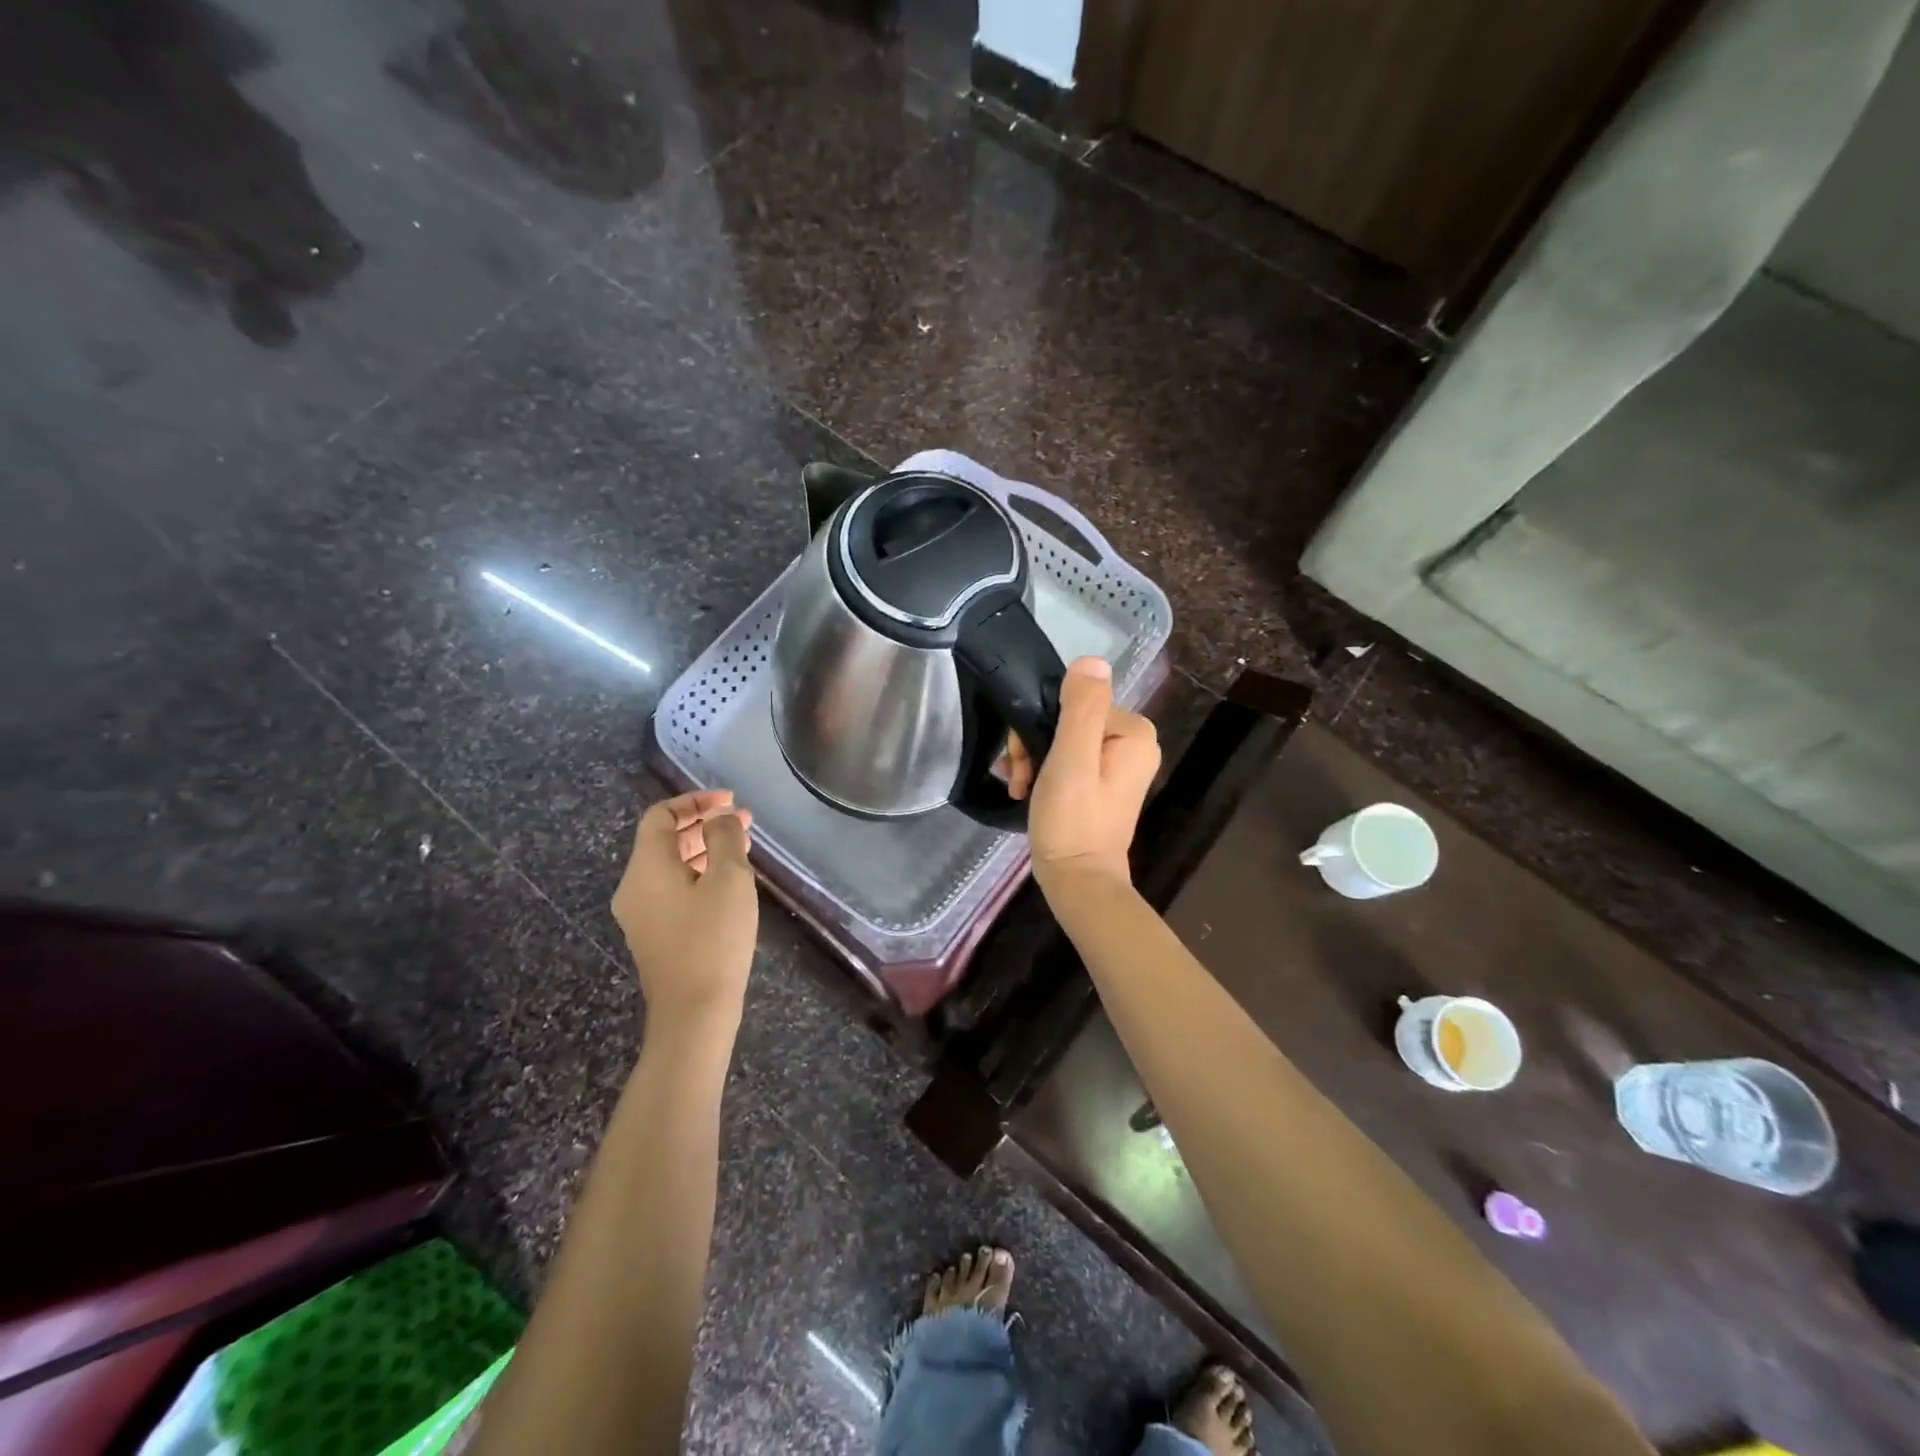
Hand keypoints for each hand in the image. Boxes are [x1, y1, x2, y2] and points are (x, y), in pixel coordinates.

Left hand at [612, 790, 758, 1028]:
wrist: (694, 1014)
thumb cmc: (713, 939)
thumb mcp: (729, 879)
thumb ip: (724, 838)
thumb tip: (720, 819)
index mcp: (646, 868)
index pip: (660, 816)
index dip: (695, 801)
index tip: (731, 801)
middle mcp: (634, 887)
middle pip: (663, 840)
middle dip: (703, 824)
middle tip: (743, 822)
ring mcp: (642, 915)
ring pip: (670, 866)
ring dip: (704, 850)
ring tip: (743, 848)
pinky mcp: (655, 936)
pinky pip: (673, 890)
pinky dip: (699, 875)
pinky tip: (729, 884)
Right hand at [1006, 657, 1158, 887]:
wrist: (1078, 882)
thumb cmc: (1072, 821)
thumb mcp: (1072, 760)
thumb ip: (1082, 709)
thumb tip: (1091, 661)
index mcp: (1133, 732)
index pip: (1074, 703)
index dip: (1040, 725)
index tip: (1023, 758)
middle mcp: (1132, 743)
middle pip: (1067, 720)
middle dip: (1034, 745)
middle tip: (1020, 776)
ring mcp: (1118, 764)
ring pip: (1062, 740)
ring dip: (1033, 760)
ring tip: (1020, 787)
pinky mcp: (1101, 783)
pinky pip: (1067, 759)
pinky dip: (1043, 772)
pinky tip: (1026, 790)